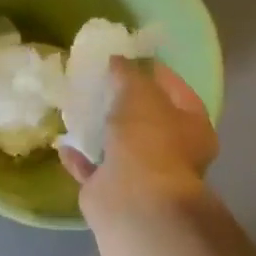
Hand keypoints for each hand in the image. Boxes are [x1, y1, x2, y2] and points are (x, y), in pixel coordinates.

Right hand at [59, 58, 218, 223]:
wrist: (132, 199)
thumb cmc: (148, 139)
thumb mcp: (139, 93)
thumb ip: (127, 74)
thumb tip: (117, 60)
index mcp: (192, 127)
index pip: (177, 90)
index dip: (155, 72)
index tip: (129, 57)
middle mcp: (173, 152)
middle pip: (147, 120)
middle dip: (124, 103)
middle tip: (100, 82)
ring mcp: (142, 174)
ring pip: (119, 146)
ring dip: (101, 131)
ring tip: (78, 108)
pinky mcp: (112, 190)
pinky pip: (94, 169)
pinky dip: (80, 157)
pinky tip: (62, 142)